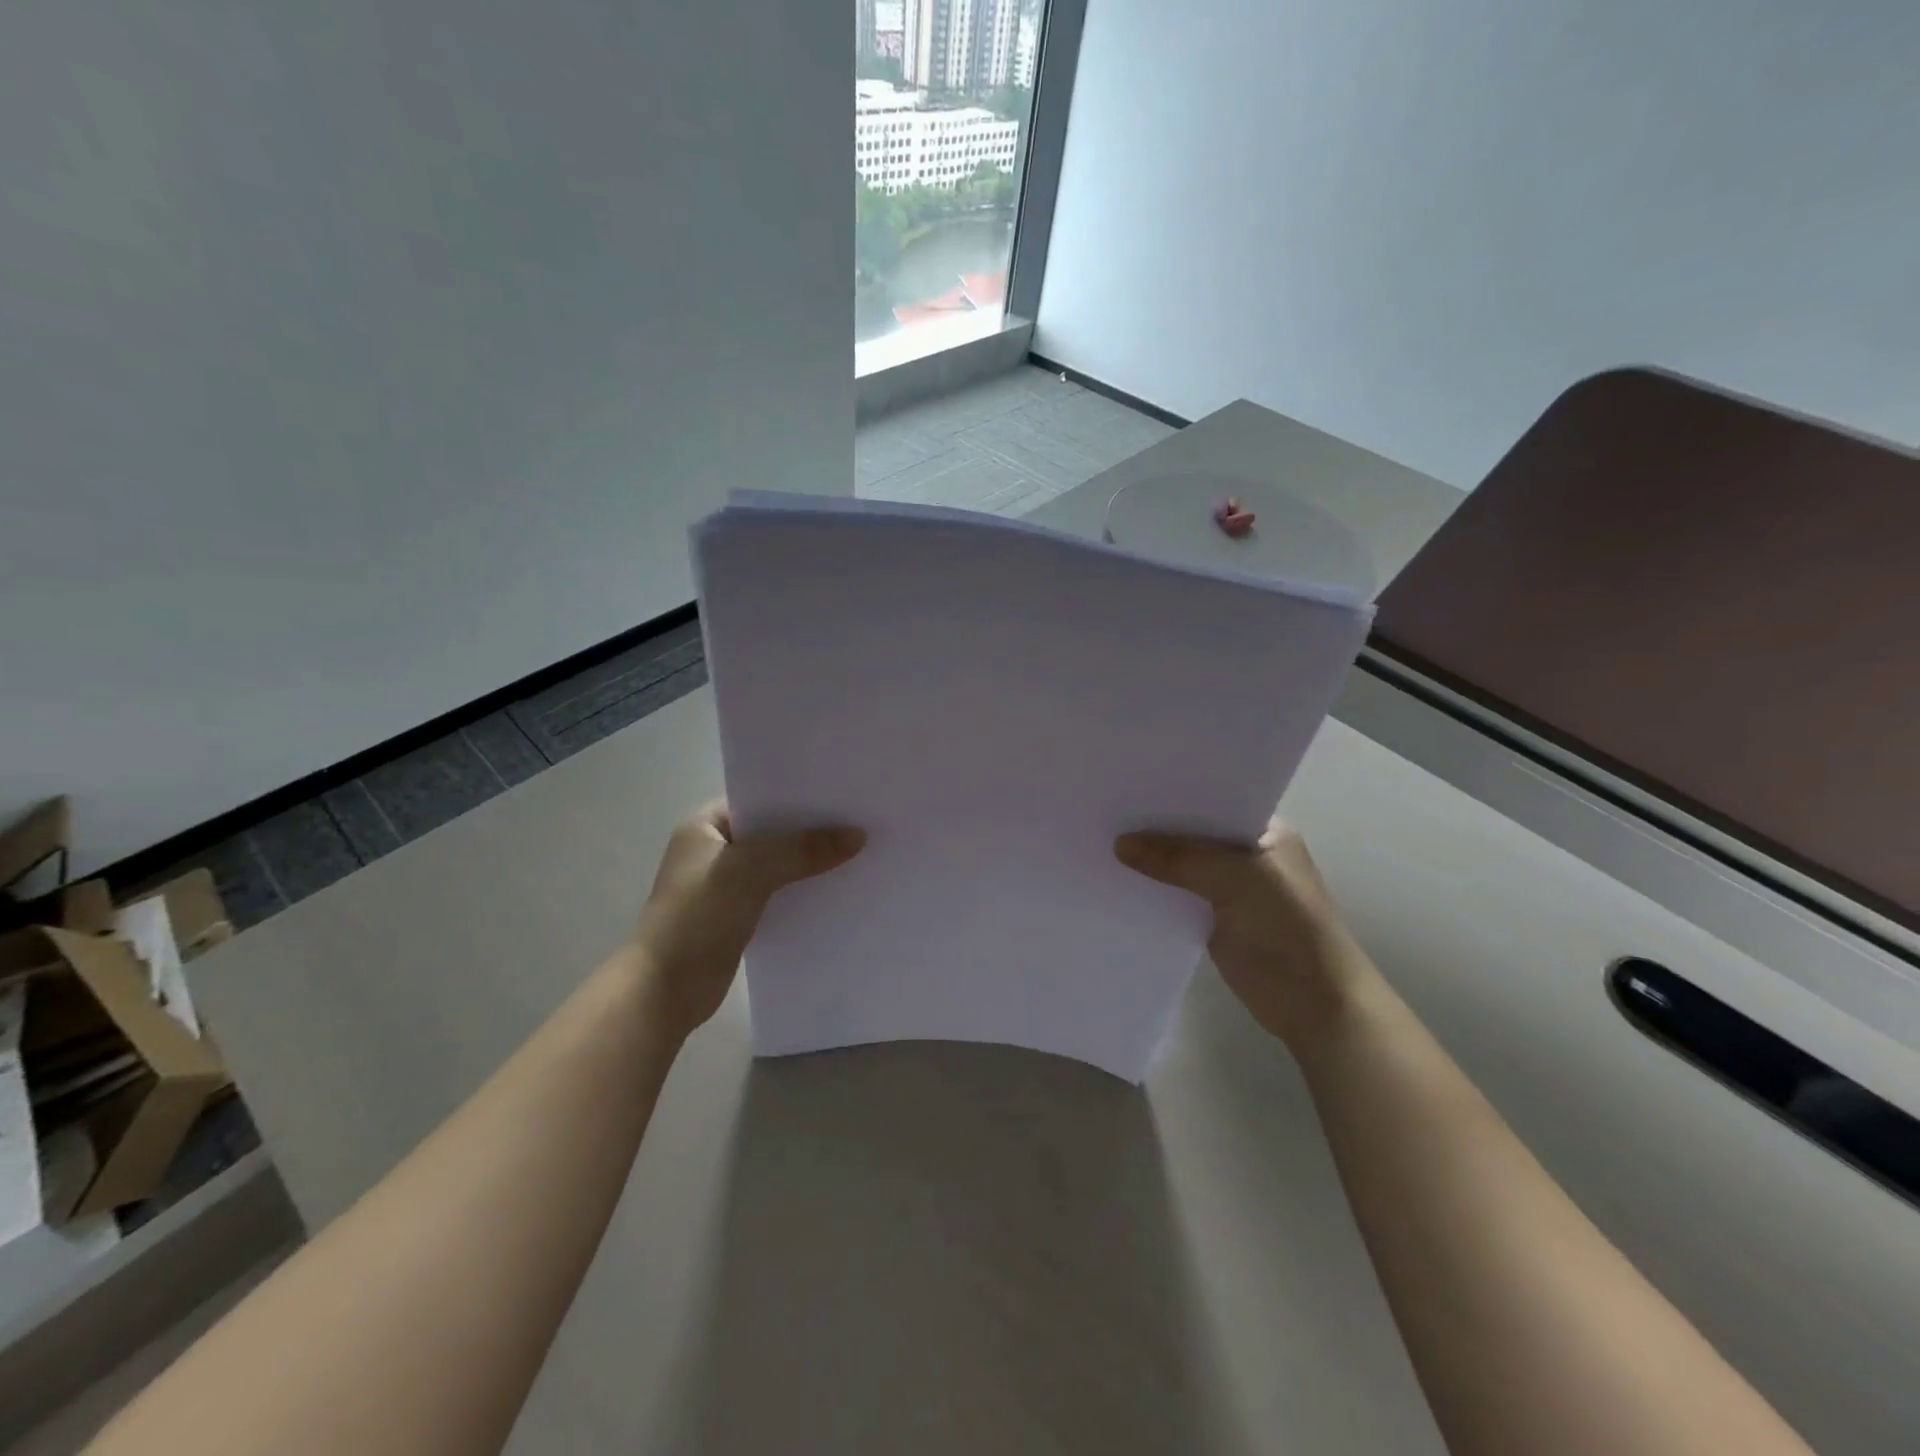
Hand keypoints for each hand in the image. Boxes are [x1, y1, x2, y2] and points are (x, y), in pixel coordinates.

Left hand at [630, 802, 863, 1041]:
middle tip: (860, 822)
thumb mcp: (751, 872)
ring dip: (809, 863)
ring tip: (858, 853)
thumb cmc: (698, 918)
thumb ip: (803, 850)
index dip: (799, 796)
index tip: (842, 794)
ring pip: (778, 864)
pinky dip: (802, 891)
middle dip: (811, 830)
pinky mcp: (737, 916)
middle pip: (772, 832)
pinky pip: (778, 893)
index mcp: (704, 826)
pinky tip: (836, 891)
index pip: (759, 799)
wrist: (663, 992)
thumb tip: (858, 835)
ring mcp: (724, 885)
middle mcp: (713, 849)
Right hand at [1115, 817, 1377, 1051]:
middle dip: (1154, 826)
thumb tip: (1119, 843)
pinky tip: (1115, 879)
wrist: (1314, 1003)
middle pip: (1191, 832)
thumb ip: (1178, 859)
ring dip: (1150, 860)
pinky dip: (1152, 890)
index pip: (1212, 800)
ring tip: (1098, 839)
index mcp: (1263, 832)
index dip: (1173, 794)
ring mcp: (1228, 887)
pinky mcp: (1211, 918)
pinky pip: (1174, 895)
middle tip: (1103, 809)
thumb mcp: (1235, 879)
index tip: (1128, 784)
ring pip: (1180, 865)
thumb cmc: (1287, 926)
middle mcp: (1245, 853)